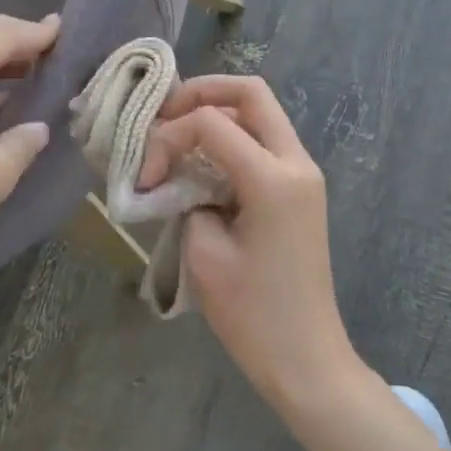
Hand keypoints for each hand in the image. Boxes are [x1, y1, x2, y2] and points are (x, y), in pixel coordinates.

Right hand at [140, 76, 360, 410]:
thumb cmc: (252, 314)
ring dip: (218, 115)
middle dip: (202, 94)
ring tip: (177, 137)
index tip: (145, 175)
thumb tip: (181, 177)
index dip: (169, 136)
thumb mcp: (204, 253)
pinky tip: (202, 162)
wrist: (305, 356)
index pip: (213, 123)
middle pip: (251, 94)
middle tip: (163, 117)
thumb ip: (187, 198)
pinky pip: (266, 144)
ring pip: (261, 114)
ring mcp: (304, 174)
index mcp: (273, 177)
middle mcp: (296, 162)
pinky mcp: (302, 190)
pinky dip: (234, 140)